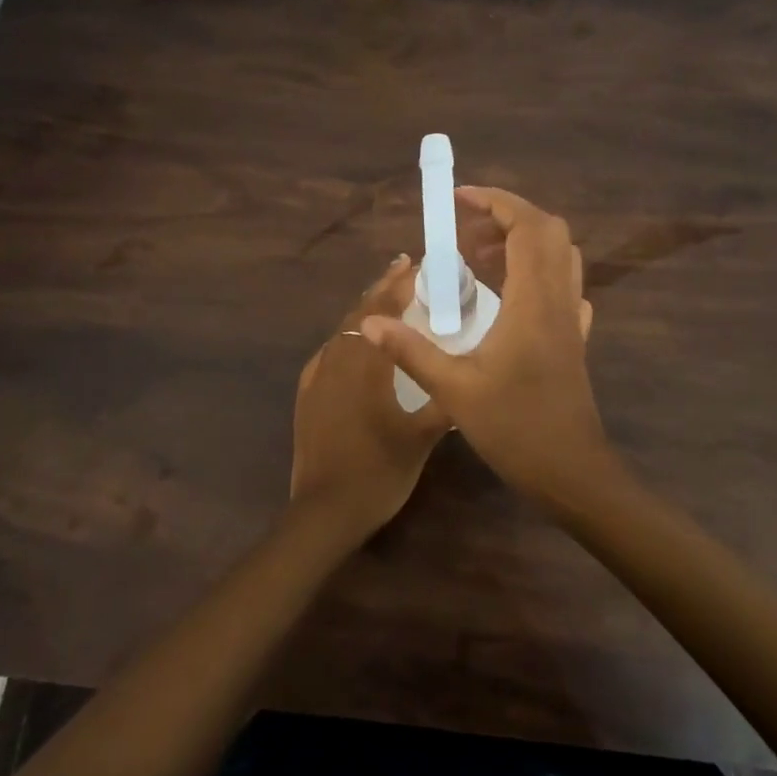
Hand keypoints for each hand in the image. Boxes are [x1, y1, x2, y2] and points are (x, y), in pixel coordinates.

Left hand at [291, 257, 452, 541]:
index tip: (415, 264)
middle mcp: (336, 360)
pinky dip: (348, 337)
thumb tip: (468, 381)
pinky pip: (329, 352)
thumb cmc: (377, 472)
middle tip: (404, 270)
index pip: (381, 310)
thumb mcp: (421, 439)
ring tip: (386, 300)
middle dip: (382, 289)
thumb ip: (444, 404)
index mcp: (364, 364)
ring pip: (342, 331)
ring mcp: (317, 377)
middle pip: (359, 313)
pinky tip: (356, 345)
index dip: (398, 284)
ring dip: (365, 311)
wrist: (324, 511)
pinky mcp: (307, 394)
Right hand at [361, 188, 620, 513]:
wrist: (573, 473)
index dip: (495, 202)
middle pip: (549, 231)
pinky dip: (536, 271)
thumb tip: (371, 323)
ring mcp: (571, 319)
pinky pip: (562, 286)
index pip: (527, 226)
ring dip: (522, 242)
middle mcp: (559, 299)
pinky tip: (507, 294)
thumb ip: (413, 351)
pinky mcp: (574, 339)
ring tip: (478, 257)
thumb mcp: (455, 391)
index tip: (458, 198)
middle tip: (464, 230)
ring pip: (559, 256)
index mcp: (533, 301)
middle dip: (507, 217)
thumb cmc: (516, 429)